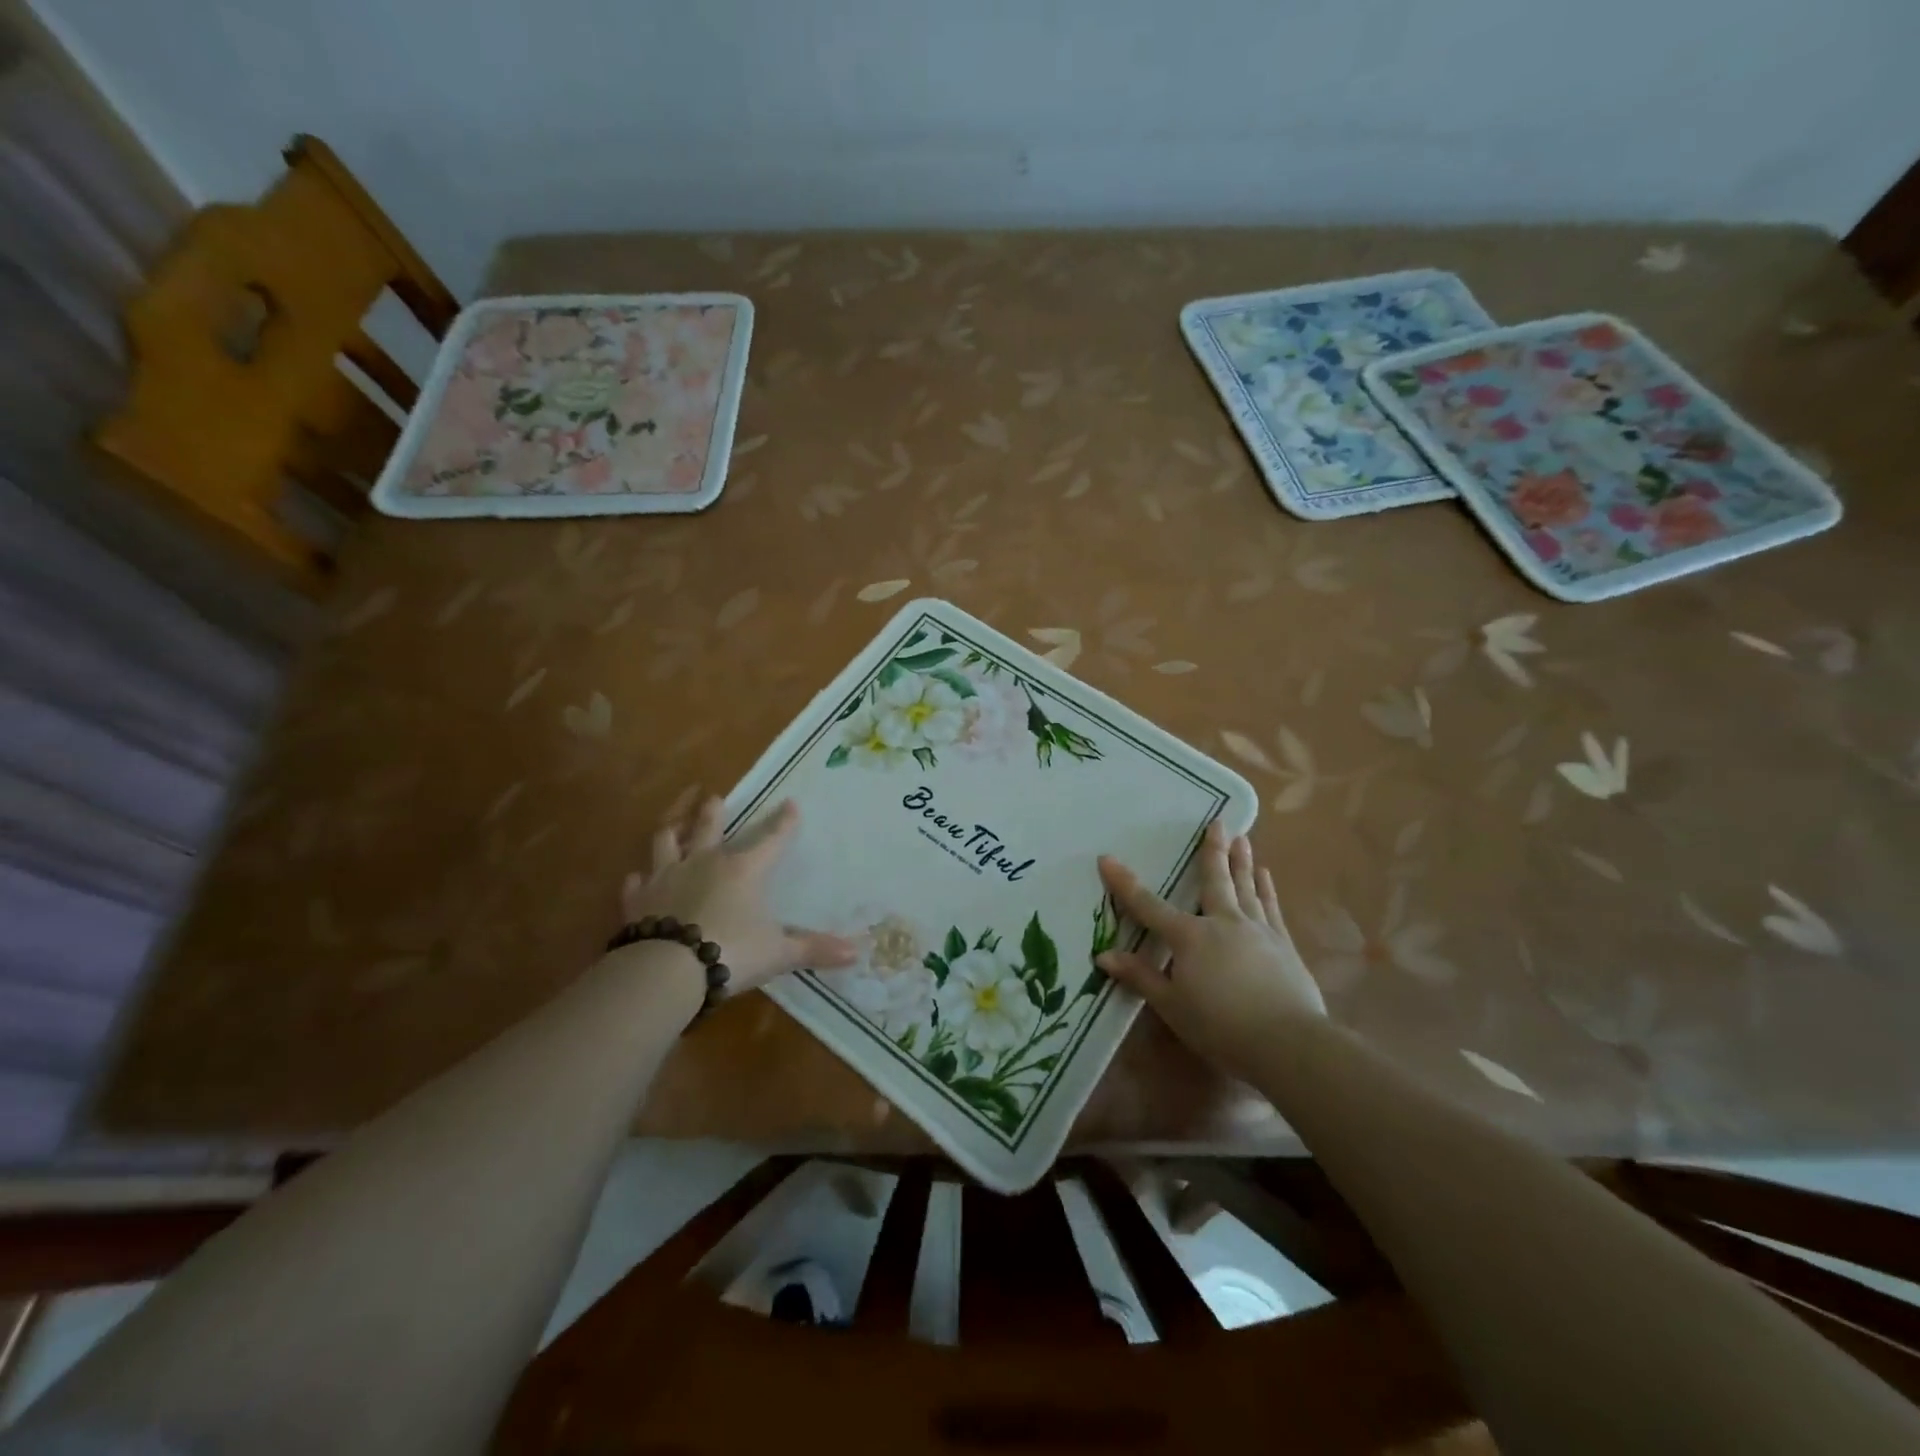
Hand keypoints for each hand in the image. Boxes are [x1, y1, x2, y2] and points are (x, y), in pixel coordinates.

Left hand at [620, 796, 856, 997]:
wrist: (667, 970)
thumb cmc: (732, 952)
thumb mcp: (779, 953)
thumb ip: (814, 949)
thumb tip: (857, 952)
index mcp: (743, 870)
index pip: (771, 839)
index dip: (783, 822)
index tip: (790, 804)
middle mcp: (704, 863)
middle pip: (708, 827)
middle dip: (713, 811)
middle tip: (712, 797)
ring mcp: (666, 878)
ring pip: (665, 843)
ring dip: (671, 831)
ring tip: (673, 823)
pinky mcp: (637, 901)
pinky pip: (636, 884)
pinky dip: (638, 881)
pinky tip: (637, 879)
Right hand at [1097, 820, 1326, 1082]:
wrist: (1288, 1043)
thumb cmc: (1221, 1026)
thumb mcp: (1172, 1006)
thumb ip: (1140, 977)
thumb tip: (1103, 956)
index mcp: (1189, 938)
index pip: (1148, 906)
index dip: (1125, 883)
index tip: (1107, 858)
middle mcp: (1223, 923)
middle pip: (1213, 881)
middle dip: (1211, 851)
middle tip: (1217, 823)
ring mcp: (1257, 930)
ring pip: (1246, 887)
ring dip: (1241, 861)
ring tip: (1242, 838)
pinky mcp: (1283, 945)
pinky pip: (1271, 908)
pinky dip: (1266, 889)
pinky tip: (1265, 875)